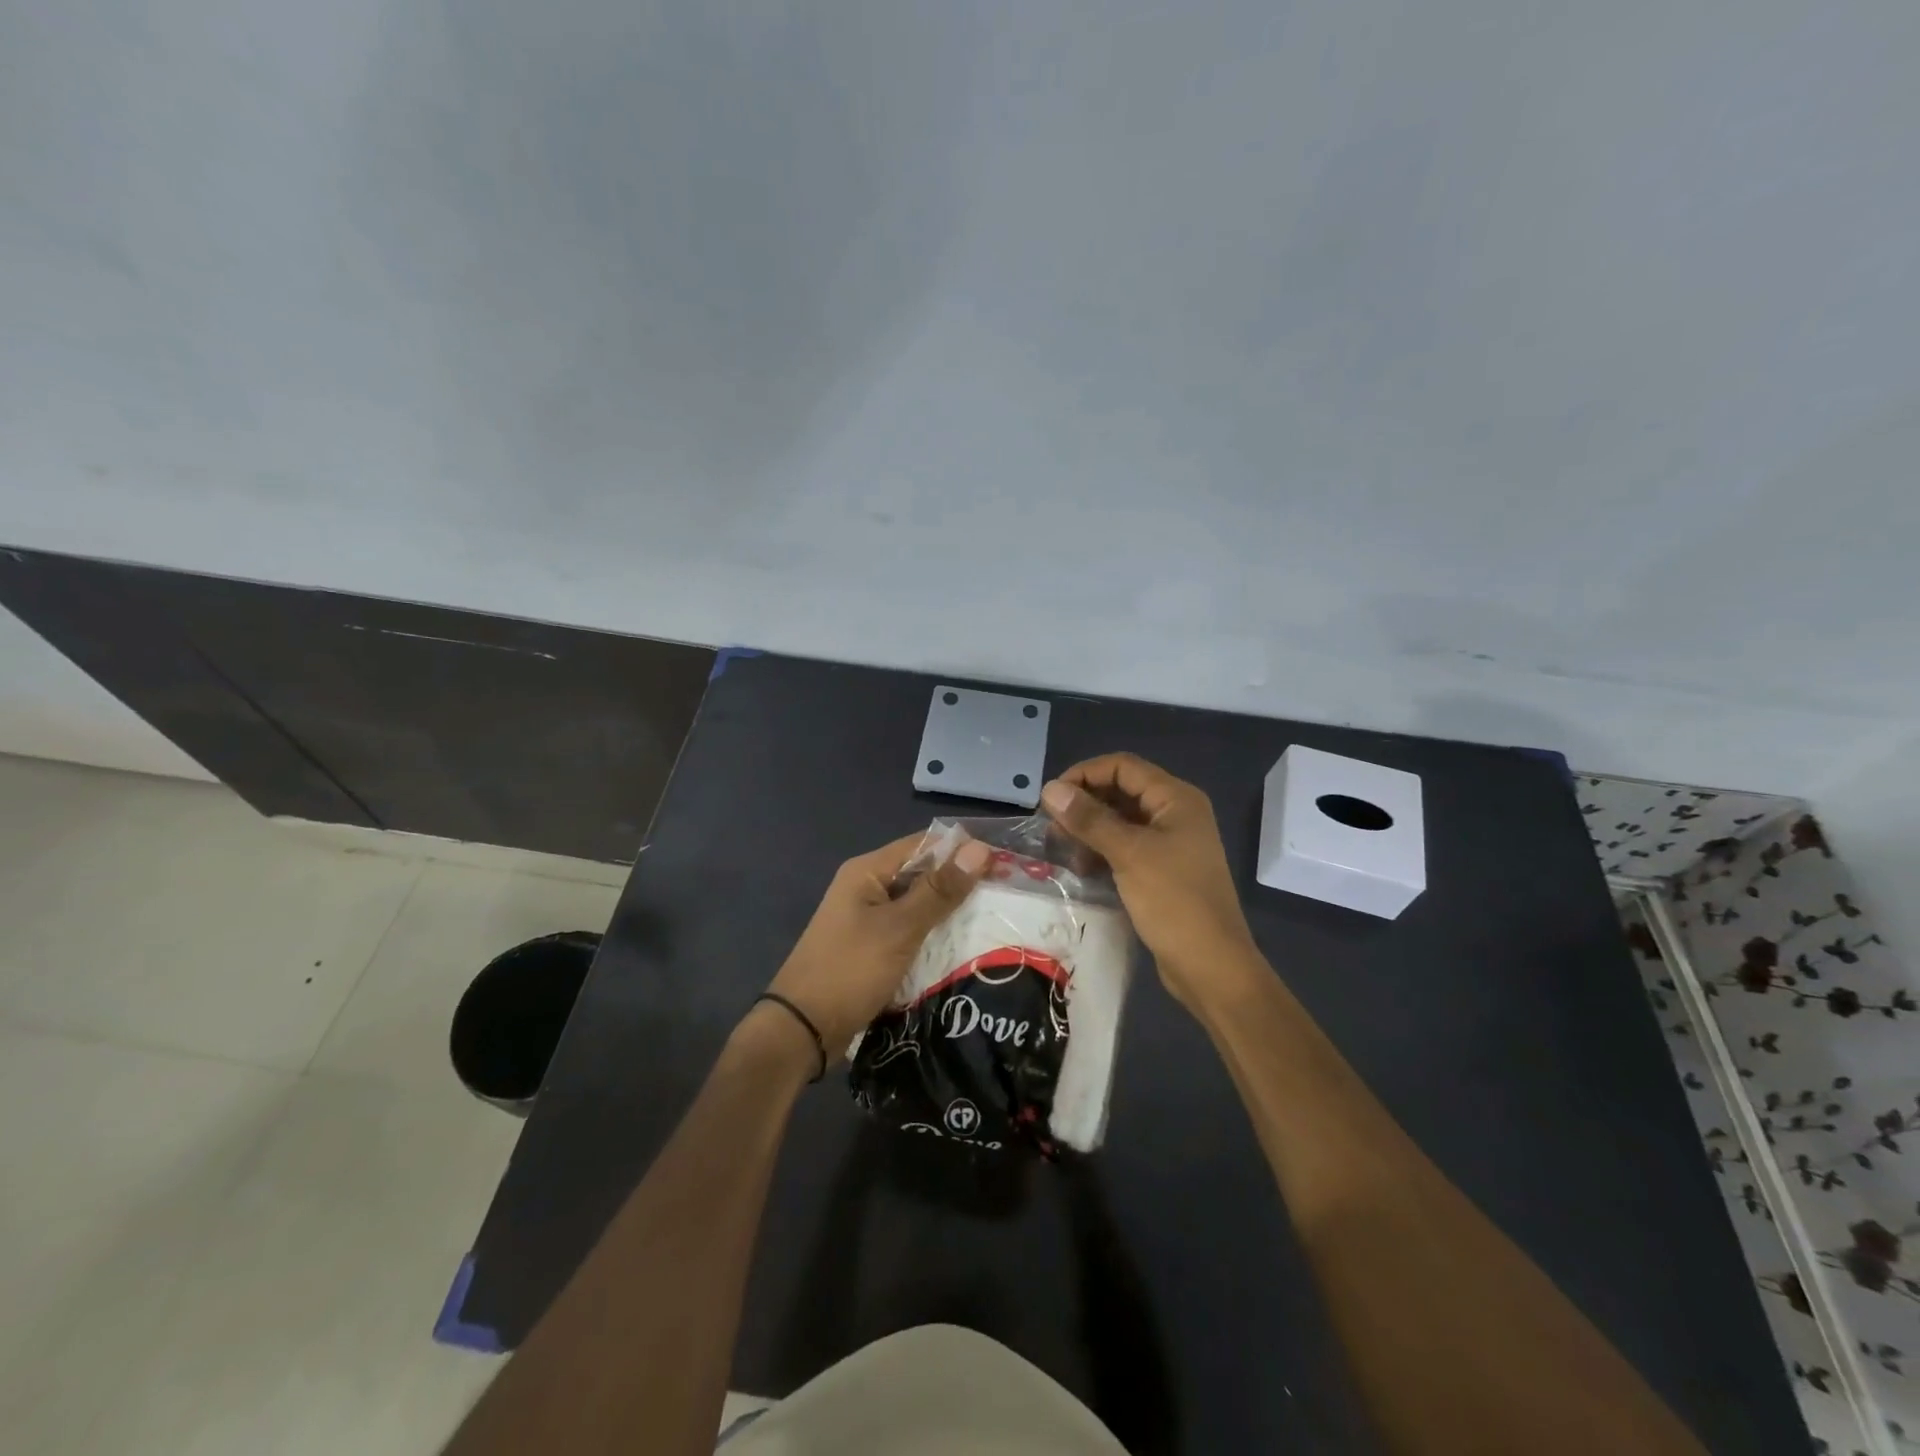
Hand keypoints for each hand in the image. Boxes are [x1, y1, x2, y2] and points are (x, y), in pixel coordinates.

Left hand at [756, 832, 990, 1066]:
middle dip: (961, 885)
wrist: (802, 1031)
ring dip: (950, 914)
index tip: (1005, 864)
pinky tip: (965, 949)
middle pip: (923, 875)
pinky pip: (911, 933)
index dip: (963, 851)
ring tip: (996, 922)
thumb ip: (939, 890)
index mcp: (867, 871)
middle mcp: (867, 888)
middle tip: (1007, 897)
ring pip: (919, 907)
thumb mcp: (900, 928)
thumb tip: (979, 848)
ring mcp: (868, 920)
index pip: (924, 845)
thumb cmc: (850, 969)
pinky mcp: (873, 949)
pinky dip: (935, 938)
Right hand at [1041, 753, 1261, 1011]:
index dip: (1084, 774)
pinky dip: (1102, 851)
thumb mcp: (1129, 855)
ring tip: (1064, 851)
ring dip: (1090, 830)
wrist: (1211, 966)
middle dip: (1085, 804)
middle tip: (1052, 828)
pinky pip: (1126, 847)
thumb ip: (1089, 819)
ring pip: (1121, 821)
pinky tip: (1083, 869)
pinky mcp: (1162, 870)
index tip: (1051, 798)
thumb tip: (1050, 788)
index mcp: (1175, 799)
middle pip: (1121, 791)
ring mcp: (1171, 843)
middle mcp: (1175, 813)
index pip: (1122, 766)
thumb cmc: (1174, 902)